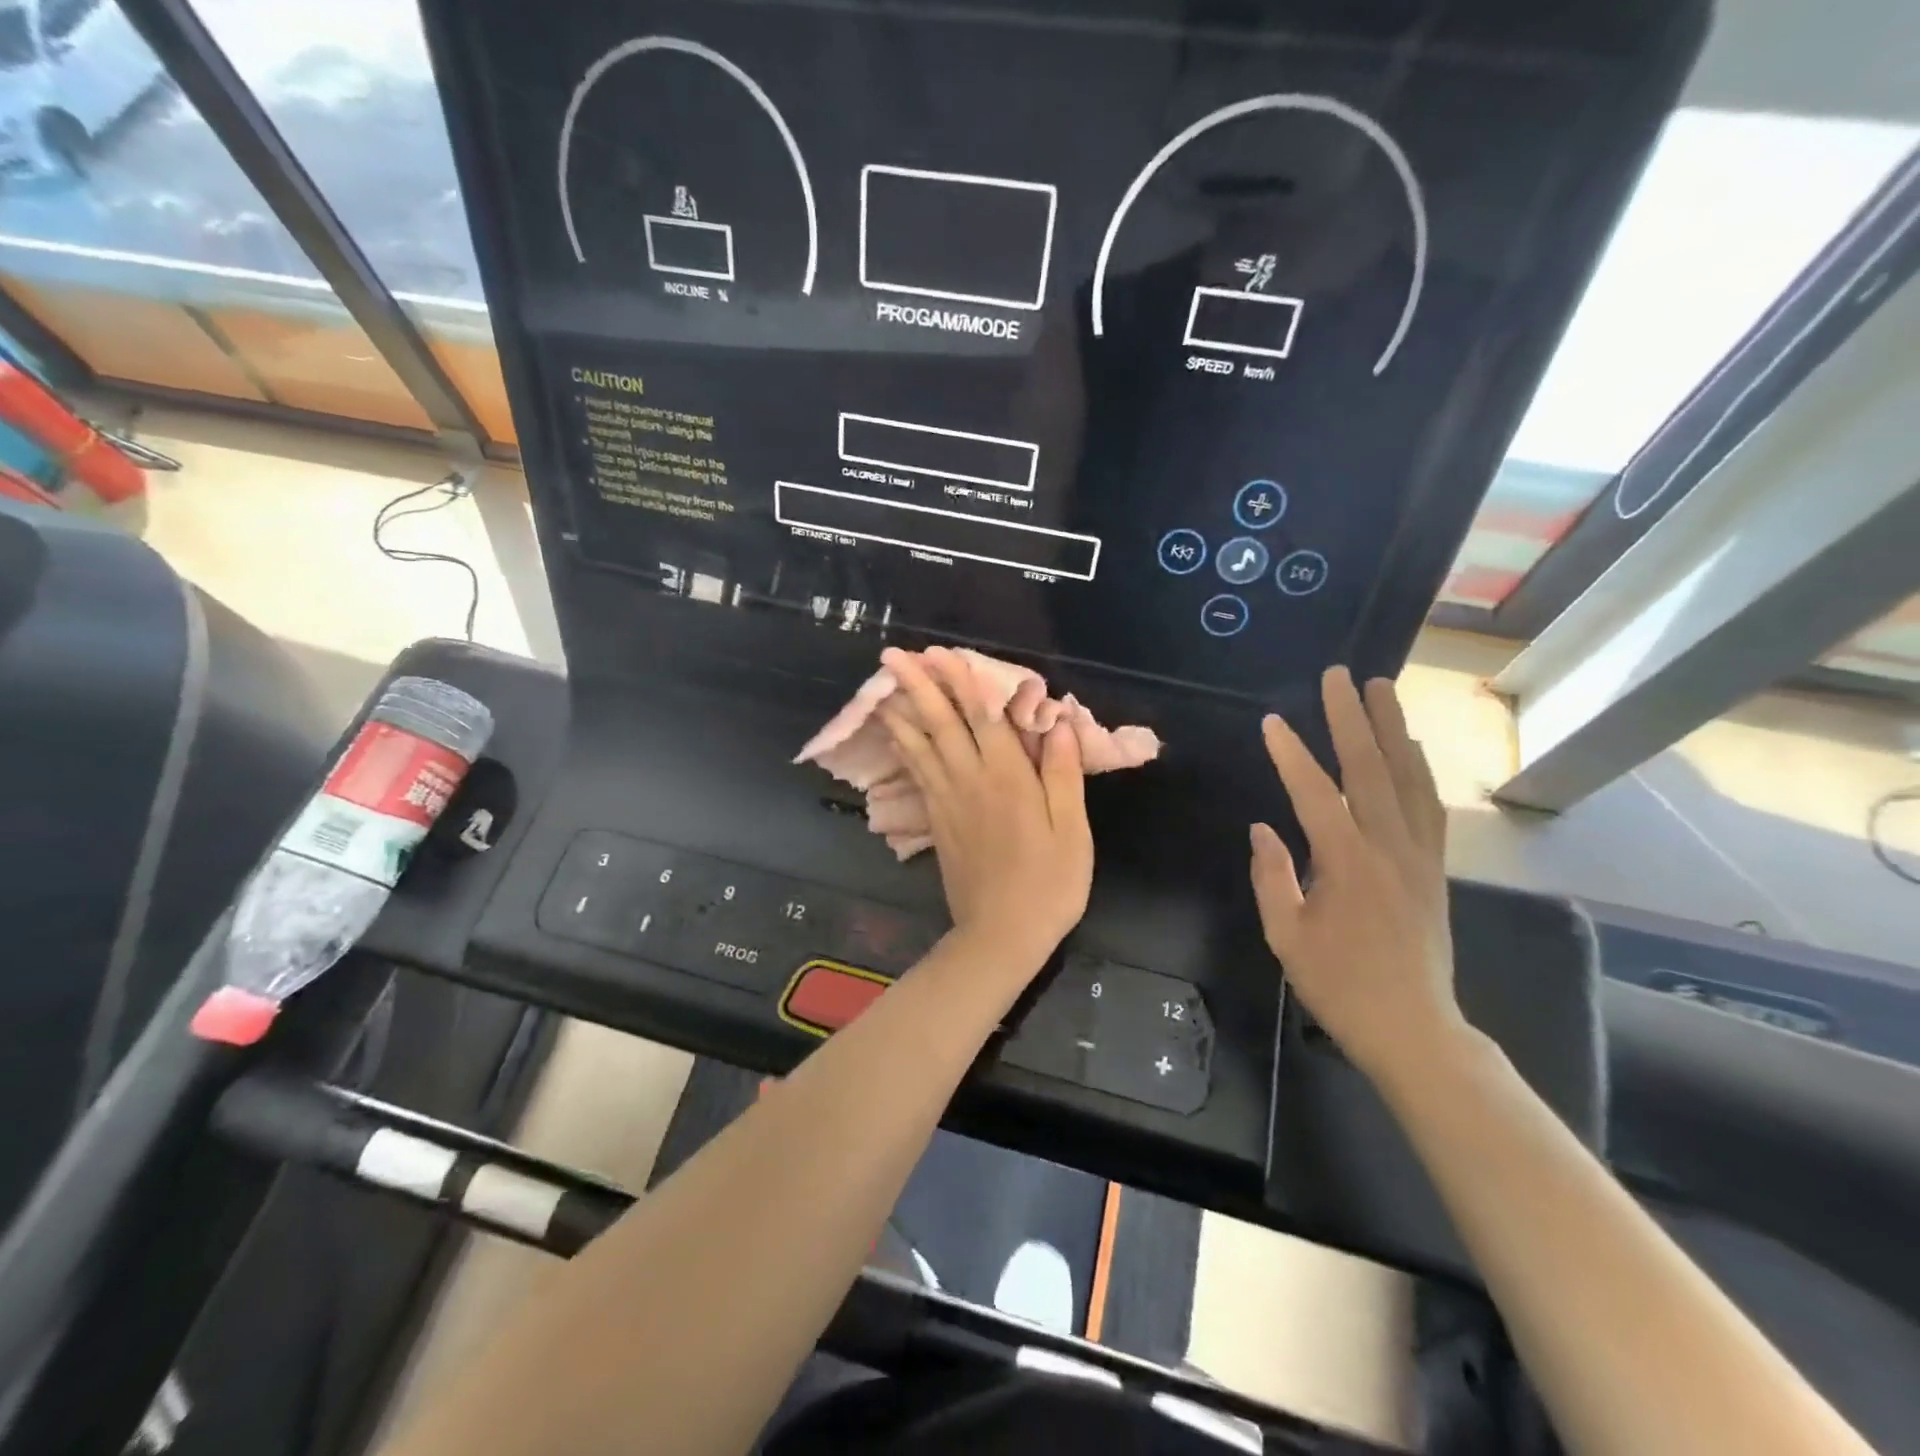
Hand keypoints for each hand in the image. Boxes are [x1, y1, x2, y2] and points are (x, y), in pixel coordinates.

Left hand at [879, 647, 1092, 974]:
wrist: (1002, 935)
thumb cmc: (1049, 884)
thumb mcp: (1073, 831)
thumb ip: (1064, 775)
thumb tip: (1059, 723)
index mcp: (1009, 779)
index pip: (981, 718)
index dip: (961, 682)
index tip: (940, 653)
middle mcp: (971, 781)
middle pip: (941, 724)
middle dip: (918, 686)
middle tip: (894, 655)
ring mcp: (948, 801)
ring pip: (920, 746)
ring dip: (902, 711)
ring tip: (882, 685)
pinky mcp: (937, 821)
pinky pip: (916, 774)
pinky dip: (904, 748)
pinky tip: (896, 734)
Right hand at [1250, 667, 1467, 1088]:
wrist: (1413, 1028)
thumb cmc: (1339, 985)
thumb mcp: (1286, 936)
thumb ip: (1272, 876)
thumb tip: (1263, 829)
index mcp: (1346, 863)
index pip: (1315, 794)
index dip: (1291, 755)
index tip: (1272, 721)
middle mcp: (1389, 847)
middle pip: (1370, 769)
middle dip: (1352, 718)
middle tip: (1340, 675)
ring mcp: (1419, 855)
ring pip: (1408, 778)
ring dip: (1393, 729)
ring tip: (1381, 689)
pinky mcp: (1434, 867)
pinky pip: (1429, 805)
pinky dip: (1419, 769)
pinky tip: (1410, 748)